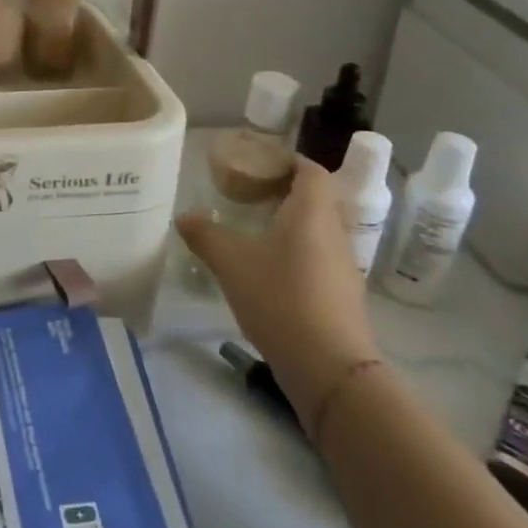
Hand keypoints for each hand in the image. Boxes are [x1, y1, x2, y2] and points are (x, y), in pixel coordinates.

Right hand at [177, 157, 381, 424]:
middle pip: (315, 198)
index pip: (309, 169)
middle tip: (246, 193)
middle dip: (283, 190)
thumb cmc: (280, 298)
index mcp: (312, 212)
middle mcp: (334, 231)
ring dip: (289, 222)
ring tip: (252, 228)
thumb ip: (205, 234)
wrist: (329, 367)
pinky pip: (318, 256)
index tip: (255, 162)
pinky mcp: (342, 294)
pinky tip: (268, 267)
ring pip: (317, 228)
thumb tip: (184, 216)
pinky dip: (296, 250)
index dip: (285, 160)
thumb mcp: (231, 261)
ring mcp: (343, 265)